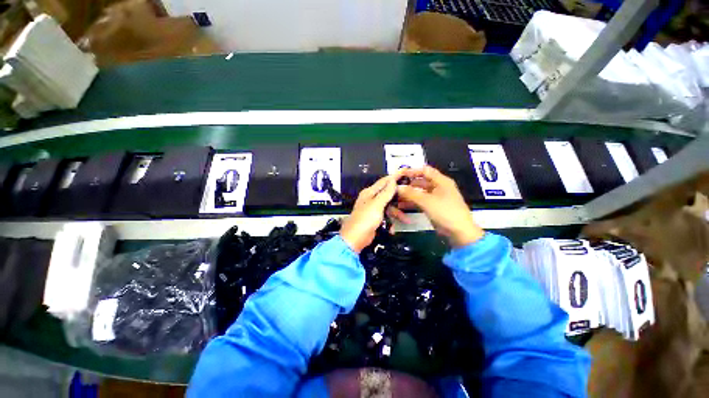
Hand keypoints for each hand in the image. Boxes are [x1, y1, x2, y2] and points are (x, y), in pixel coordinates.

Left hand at [340, 175, 402, 252]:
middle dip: (399, 197)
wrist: (355, 239)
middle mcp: (371, 199)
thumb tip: (392, 180)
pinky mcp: (375, 218)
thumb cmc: (364, 220)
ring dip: (397, 213)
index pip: (384, 181)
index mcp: (369, 193)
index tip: (405, 173)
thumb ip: (385, 193)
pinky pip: (386, 216)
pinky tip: (393, 228)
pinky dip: (391, 221)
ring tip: (407, 220)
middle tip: (410, 196)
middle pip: (388, 194)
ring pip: (389, 206)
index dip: (394, 177)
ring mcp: (373, 209)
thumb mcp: (377, 205)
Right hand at [396, 166, 483, 247]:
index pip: (425, 170)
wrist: (460, 232)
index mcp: (441, 181)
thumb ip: (410, 193)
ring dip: (409, 194)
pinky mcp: (434, 207)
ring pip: (420, 192)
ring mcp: (437, 197)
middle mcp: (439, 187)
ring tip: (396, 197)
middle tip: (395, 187)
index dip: (412, 171)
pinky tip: (402, 205)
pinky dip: (413, 202)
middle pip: (421, 181)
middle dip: (408, 184)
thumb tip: (397, 187)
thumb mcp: (426, 201)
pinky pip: (421, 201)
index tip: (400, 175)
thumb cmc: (445, 212)